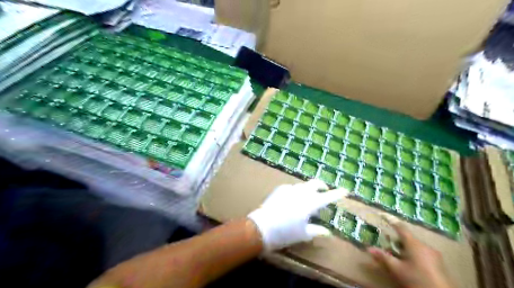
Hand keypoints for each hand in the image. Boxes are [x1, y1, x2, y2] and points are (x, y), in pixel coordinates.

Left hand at [248, 180, 344, 252]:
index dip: (338, 193)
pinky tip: (292, 200)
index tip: (345, 190)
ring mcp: (290, 189)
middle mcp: (301, 192)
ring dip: (309, 190)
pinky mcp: (280, 189)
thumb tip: (328, 232)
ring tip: (307, 200)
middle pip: (315, 183)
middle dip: (322, 186)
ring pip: (303, 185)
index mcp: (310, 203)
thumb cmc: (285, 233)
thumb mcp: (303, 234)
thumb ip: (317, 230)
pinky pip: (292, 188)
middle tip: (325, 192)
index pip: (328, 196)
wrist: (261, 228)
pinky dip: (297, 192)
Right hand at [370, 223, 452, 287]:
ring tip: (397, 257)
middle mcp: (425, 245)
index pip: (400, 227)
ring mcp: (434, 254)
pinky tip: (410, 264)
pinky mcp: (439, 263)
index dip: (391, 220)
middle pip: (407, 238)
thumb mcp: (397, 269)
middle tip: (388, 246)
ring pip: (415, 246)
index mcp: (414, 244)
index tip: (382, 215)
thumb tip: (369, 248)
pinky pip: (422, 253)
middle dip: (396, 240)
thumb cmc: (417, 279)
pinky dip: (413, 254)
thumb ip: (383, 257)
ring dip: (404, 248)